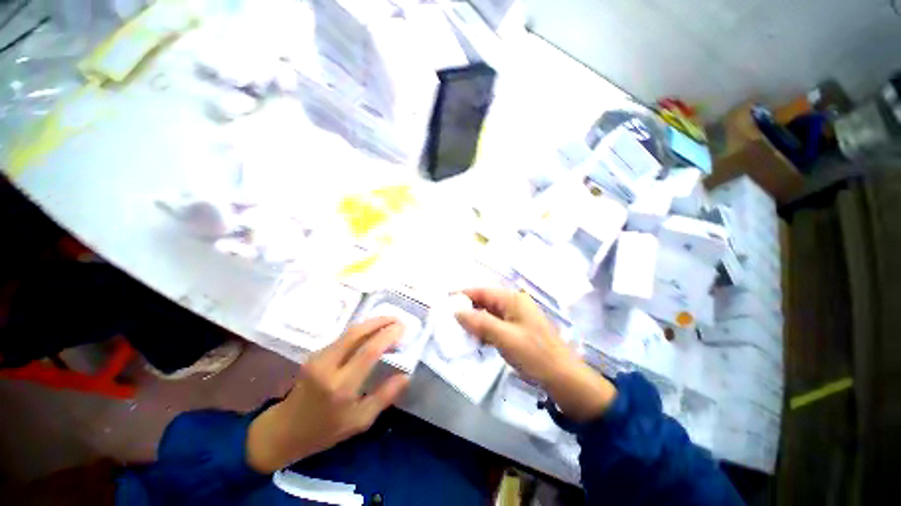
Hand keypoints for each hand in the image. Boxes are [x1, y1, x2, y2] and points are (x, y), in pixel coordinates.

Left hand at [246, 317, 408, 472]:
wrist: (284, 431)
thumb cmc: (325, 431)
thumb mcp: (360, 421)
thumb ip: (385, 396)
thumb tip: (406, 375)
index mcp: (341, 387)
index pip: (369, 351)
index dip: (388, 335)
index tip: (403, 328)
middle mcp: (328, 366)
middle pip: (357, 333)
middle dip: (380, 321)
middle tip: (398, 319)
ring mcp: (318, 357)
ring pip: (349, 332)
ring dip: (371, 324)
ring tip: (389, 323)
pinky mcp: (314, 354)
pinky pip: (343, 337)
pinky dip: (361, 331)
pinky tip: (371, 333)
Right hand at [456, 288, 615, 421]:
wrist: (563, 377)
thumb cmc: (534, 353)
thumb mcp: (504, 337)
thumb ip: (479, 322)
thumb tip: (457, 311)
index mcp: (513, 299)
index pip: (482, 291)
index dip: (463, 294)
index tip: (445, 301)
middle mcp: (514, 304)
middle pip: (485, 302)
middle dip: (468, 309)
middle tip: (449, 319)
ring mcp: (517, 317)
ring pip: (489, 314)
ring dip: (476, 321)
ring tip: (459, 330)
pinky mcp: (517, 330)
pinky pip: (496, 325)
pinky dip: (485, 330)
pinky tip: (476, 339)